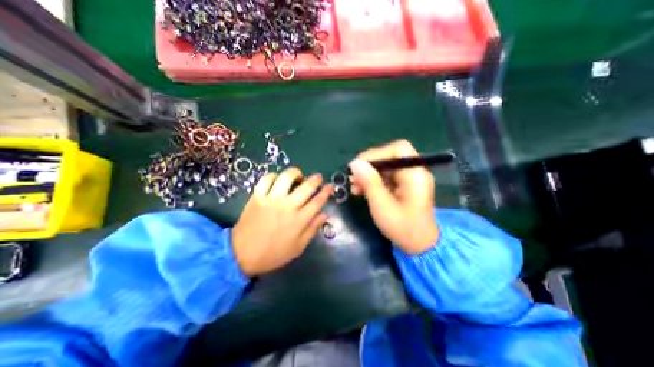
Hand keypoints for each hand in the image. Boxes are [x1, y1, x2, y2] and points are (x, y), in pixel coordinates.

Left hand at [231, 168, 331, 276]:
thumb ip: (313, 229)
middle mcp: (288, 206)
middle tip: (318, 178)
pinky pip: (266, 179)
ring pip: (286, 177)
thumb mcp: (298, 247)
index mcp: (299, 220)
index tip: (330, 186)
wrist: (242, 254)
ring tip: (298, 176)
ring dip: (295, 173)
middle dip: (316, 179)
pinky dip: (273, 176)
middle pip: (306, 186)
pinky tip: (277, 180)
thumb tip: (325, 214)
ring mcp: (271, 199)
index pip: (318, 201)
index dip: (326, 191)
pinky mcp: (257, 197)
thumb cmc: (274, 253)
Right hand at [347, 139, 437, 253]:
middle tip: (353, 177)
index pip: (399, 149)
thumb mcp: (382, 205)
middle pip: (390, 157)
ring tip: (354, 186)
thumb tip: (355, 163)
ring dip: (368, 175)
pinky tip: (361, 190)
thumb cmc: (403, 228)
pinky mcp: (403, 187)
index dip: (378, 153)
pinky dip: (372, 182)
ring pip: (385, 168)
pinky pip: (386, 178)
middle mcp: (414, 172)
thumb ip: (369, 182)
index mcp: (415, 174)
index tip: (360, 165)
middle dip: (369, 166)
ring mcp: (409, 180)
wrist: (419, 246)